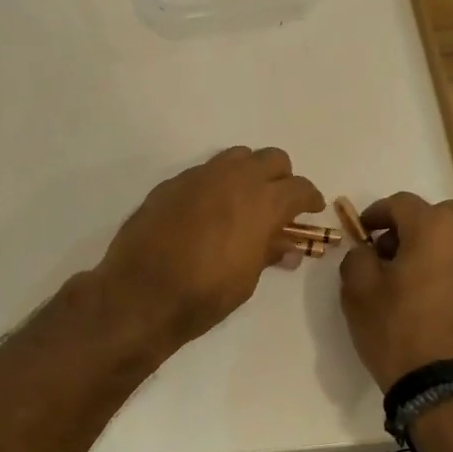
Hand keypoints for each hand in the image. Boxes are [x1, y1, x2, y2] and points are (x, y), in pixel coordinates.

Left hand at [100, 147, 323, 347]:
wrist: (140, 293)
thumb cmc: (204, 294)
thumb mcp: (247, 279)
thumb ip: (269, 252)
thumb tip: (288, 247)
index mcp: (262, 202)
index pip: (299, 188)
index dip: (310, 198)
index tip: (311, 209)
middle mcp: (233, 179)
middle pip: (271, 159)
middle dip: (282, 177)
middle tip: (279, 203)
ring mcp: (199, 177)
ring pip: (236, 157)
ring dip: (248, 173)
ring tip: (244, 201)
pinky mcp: (171, 184)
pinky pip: (204, 172)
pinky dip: (216, 184)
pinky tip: (208, 211)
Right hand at [339, 193, 452, 389]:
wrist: (450, 388)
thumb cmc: (398, 331)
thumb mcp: (358, 291)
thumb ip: (357, 256)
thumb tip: (368, 250)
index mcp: (434, 227)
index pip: (401, 203)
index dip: (377, 214)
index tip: (363, 233)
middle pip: (439, 215)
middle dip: (414, 227)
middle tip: (393, 254)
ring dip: (440, 248)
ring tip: (420, 278)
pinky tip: (443, 298)